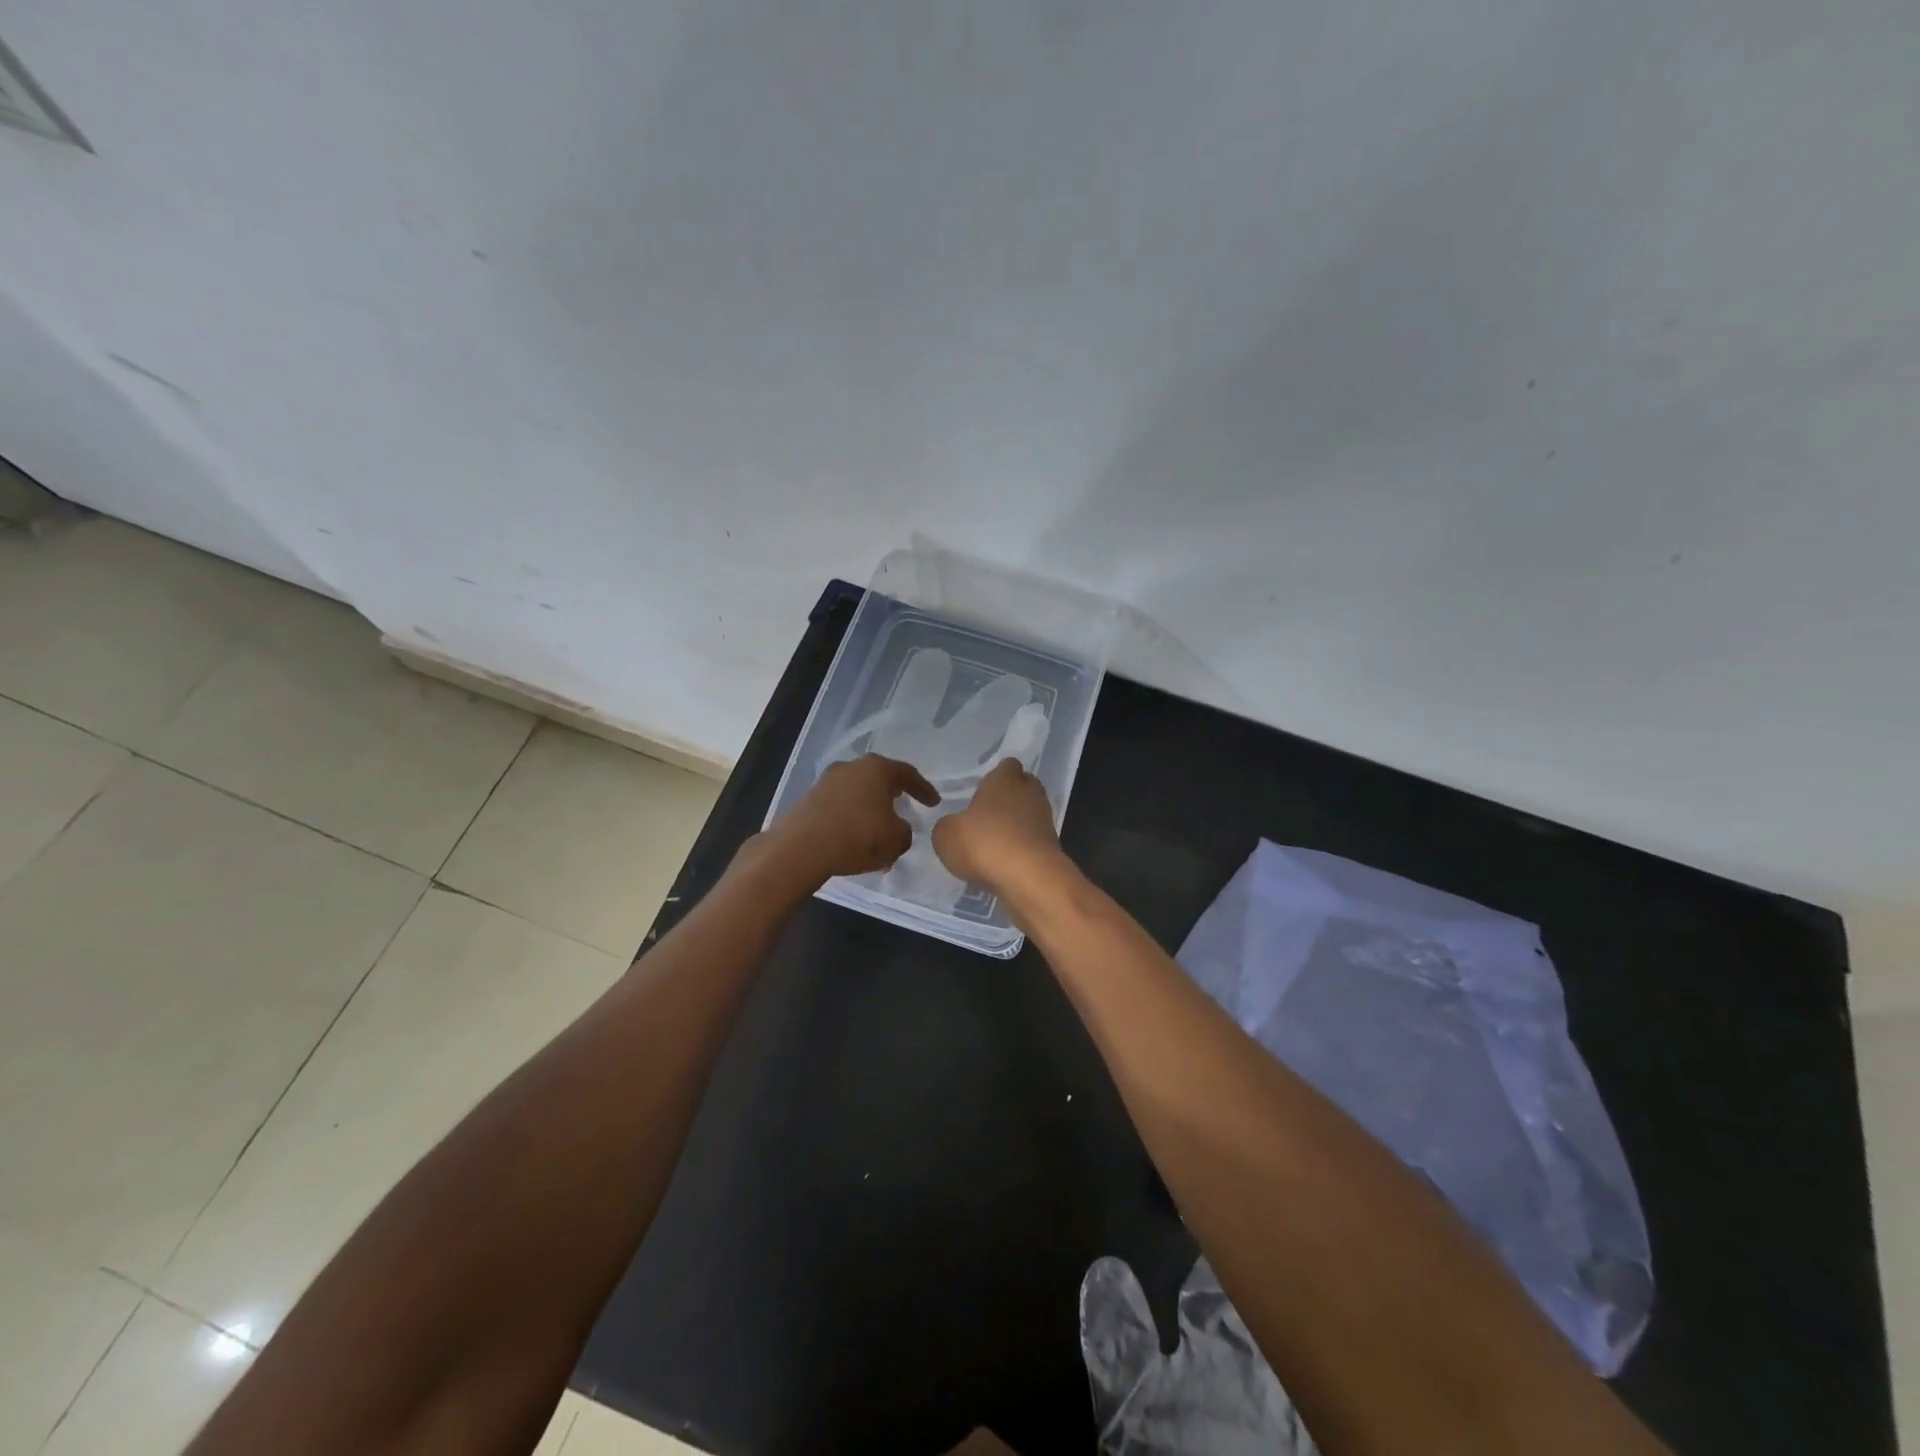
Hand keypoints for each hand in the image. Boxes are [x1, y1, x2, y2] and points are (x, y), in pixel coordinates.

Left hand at [760, 755, 939, 883]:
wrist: (801, 847)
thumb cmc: (858, 836)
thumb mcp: (896, 839)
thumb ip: (904, 832)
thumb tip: (897, 829)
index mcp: (877, 768)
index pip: (907, 774)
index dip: (923, 789)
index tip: (934, 802)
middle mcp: (851, 767)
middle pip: (878, 778)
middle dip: (892, 793)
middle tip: (904, 804)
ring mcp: (826, 781)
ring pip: (857, 793)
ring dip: (869, 810)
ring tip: (878, 831)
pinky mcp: (808, 800)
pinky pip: (839, 807)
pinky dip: (850, 819)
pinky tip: (854, 841)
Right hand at [931, 758, 1059, 891]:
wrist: (1030, 879)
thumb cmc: (985, 843)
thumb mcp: (946, 835)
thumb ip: (947, 826)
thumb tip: (954, 827)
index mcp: (1005, 779)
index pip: (1007, 765)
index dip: (995, 776)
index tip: (981, 790)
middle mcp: (1030, 793)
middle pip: (1022, 787)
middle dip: (1008, 799)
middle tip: (986, 815)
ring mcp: (1045, 820)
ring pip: (1029, 815)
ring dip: (1015, 826)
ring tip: (992, 844)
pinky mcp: (1052, 848)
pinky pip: (1033, 841)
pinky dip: (1021, 849)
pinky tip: (1004, 864)